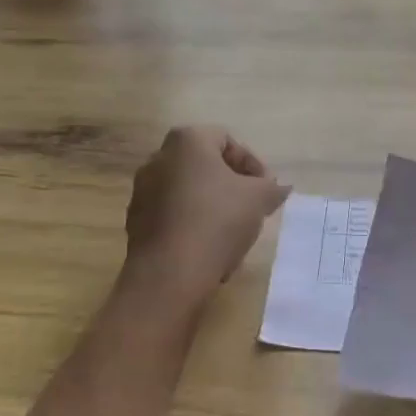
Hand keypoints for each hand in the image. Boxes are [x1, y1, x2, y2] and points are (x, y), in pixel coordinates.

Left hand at [123, 126, 289, 296]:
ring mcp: (142, 190)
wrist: (168, 274)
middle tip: (253, 209)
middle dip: (233, 186)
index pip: (228, 141)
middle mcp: (158, 157)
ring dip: (214, 208)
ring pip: (190, 192)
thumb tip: (278, 187)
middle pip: (206, 166)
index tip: (267, 190)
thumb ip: (272, 187)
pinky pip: (173, 215)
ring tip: (234, 235)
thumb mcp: (259, 199)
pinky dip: (193, 226)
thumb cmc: (217, 222)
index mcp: (187, 141)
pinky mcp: (136, 221)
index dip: (253, 164)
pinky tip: (210, 250)